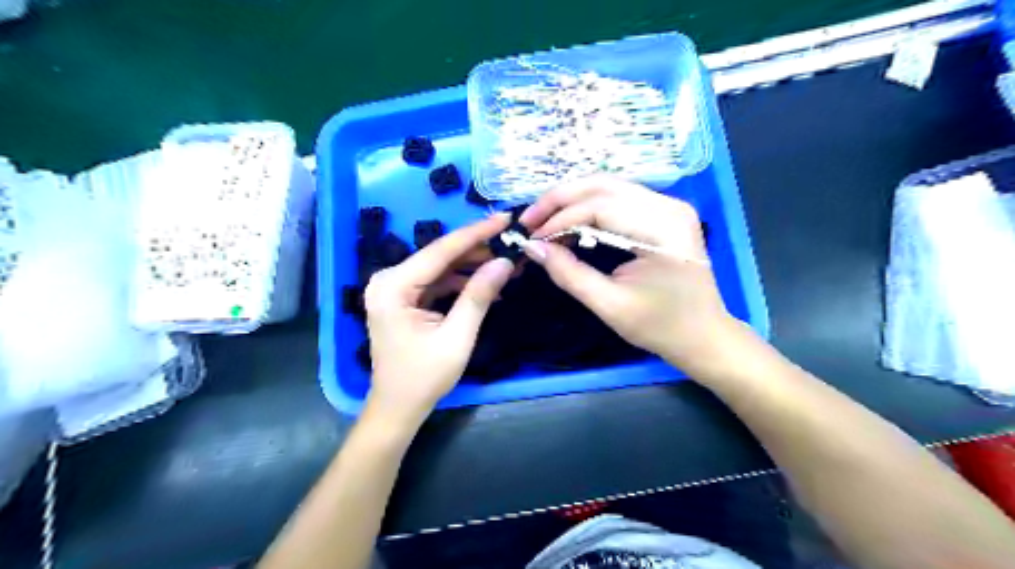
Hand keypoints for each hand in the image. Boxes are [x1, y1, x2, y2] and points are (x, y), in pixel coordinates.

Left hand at [364, 213, 511, 425]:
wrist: (398, 407)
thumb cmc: (424, 377)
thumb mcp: (457, 337)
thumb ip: (478, 296)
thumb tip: (504, 262)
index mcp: (393, 287)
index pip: (440, 251)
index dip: (476, 233)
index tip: (505, 218)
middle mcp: (388, 280)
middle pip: (440, 256)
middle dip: (477, 250)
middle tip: (512, 242)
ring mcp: (394, 288)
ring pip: (440, 268)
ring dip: (472, 266)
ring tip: (506, 264)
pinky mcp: (404, 298)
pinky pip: (436, 282)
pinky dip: (461, 282)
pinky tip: (487, 285)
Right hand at [524, 175, 737, 372]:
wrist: (704, 336)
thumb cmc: (661, 327)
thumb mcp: (610, 305)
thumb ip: (569, 274)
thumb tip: (533, 248)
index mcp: (663, 228)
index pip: (600, 207)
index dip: (560, 219)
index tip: (531, 238)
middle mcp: (668, 205)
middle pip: (603, 186)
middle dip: (560, 199)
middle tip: (529, 220)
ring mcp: (669, 205)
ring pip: (608, 187)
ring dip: (572, 200)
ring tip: (543, 220)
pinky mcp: (663, 213)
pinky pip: (618, 199)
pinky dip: (588, 207)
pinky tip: (569, 222)